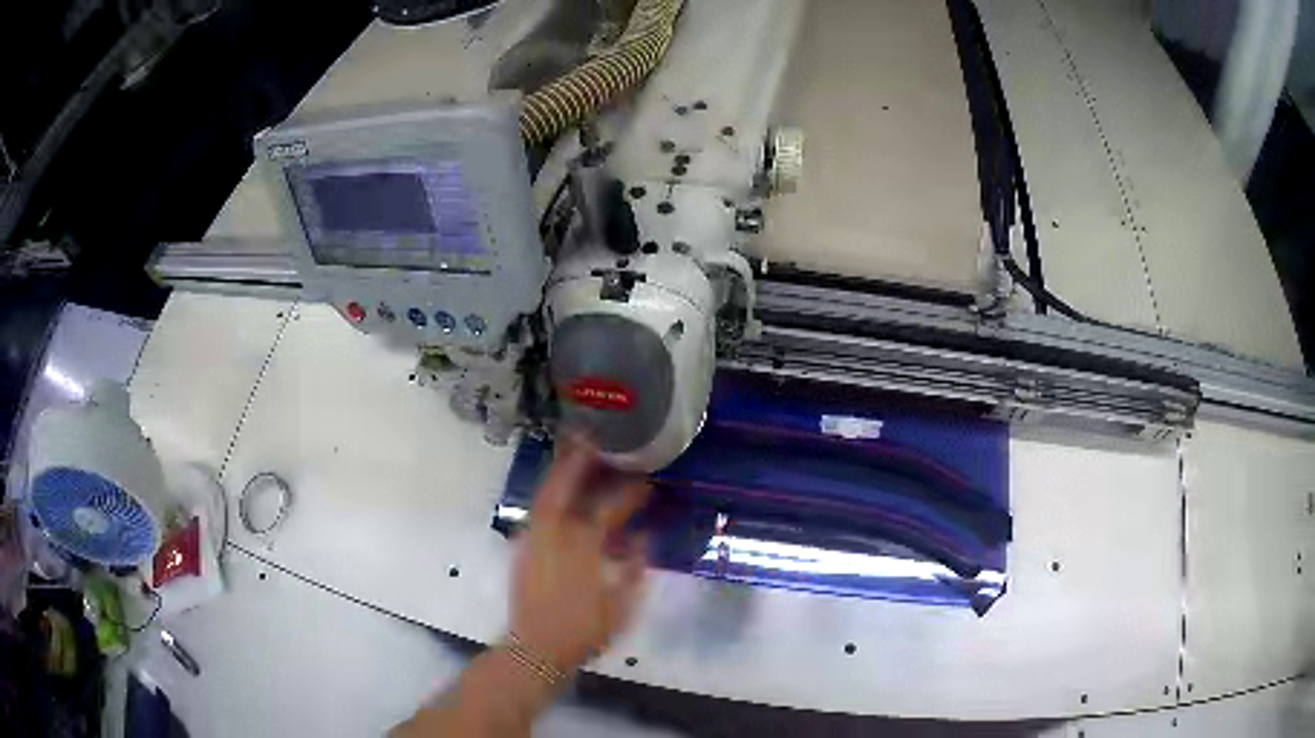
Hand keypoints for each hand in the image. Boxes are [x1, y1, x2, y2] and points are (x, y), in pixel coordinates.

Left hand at [509, 437, 650, 674]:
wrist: (536, 649)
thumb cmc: (583, 631)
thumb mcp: (620, 606)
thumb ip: (633, 569)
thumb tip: (642, 538)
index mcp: (583, 550)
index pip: (607, 512)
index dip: (627, 495)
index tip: (645, 481)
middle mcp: (554, 537)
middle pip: (562, 490)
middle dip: (575, 462)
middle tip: (589, 438)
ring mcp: (534, 541)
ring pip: (546, 498)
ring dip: (559, 474)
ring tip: (572, 455)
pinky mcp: (523, 549)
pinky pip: (538, 513)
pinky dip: (549, 497)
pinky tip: (559, 497)